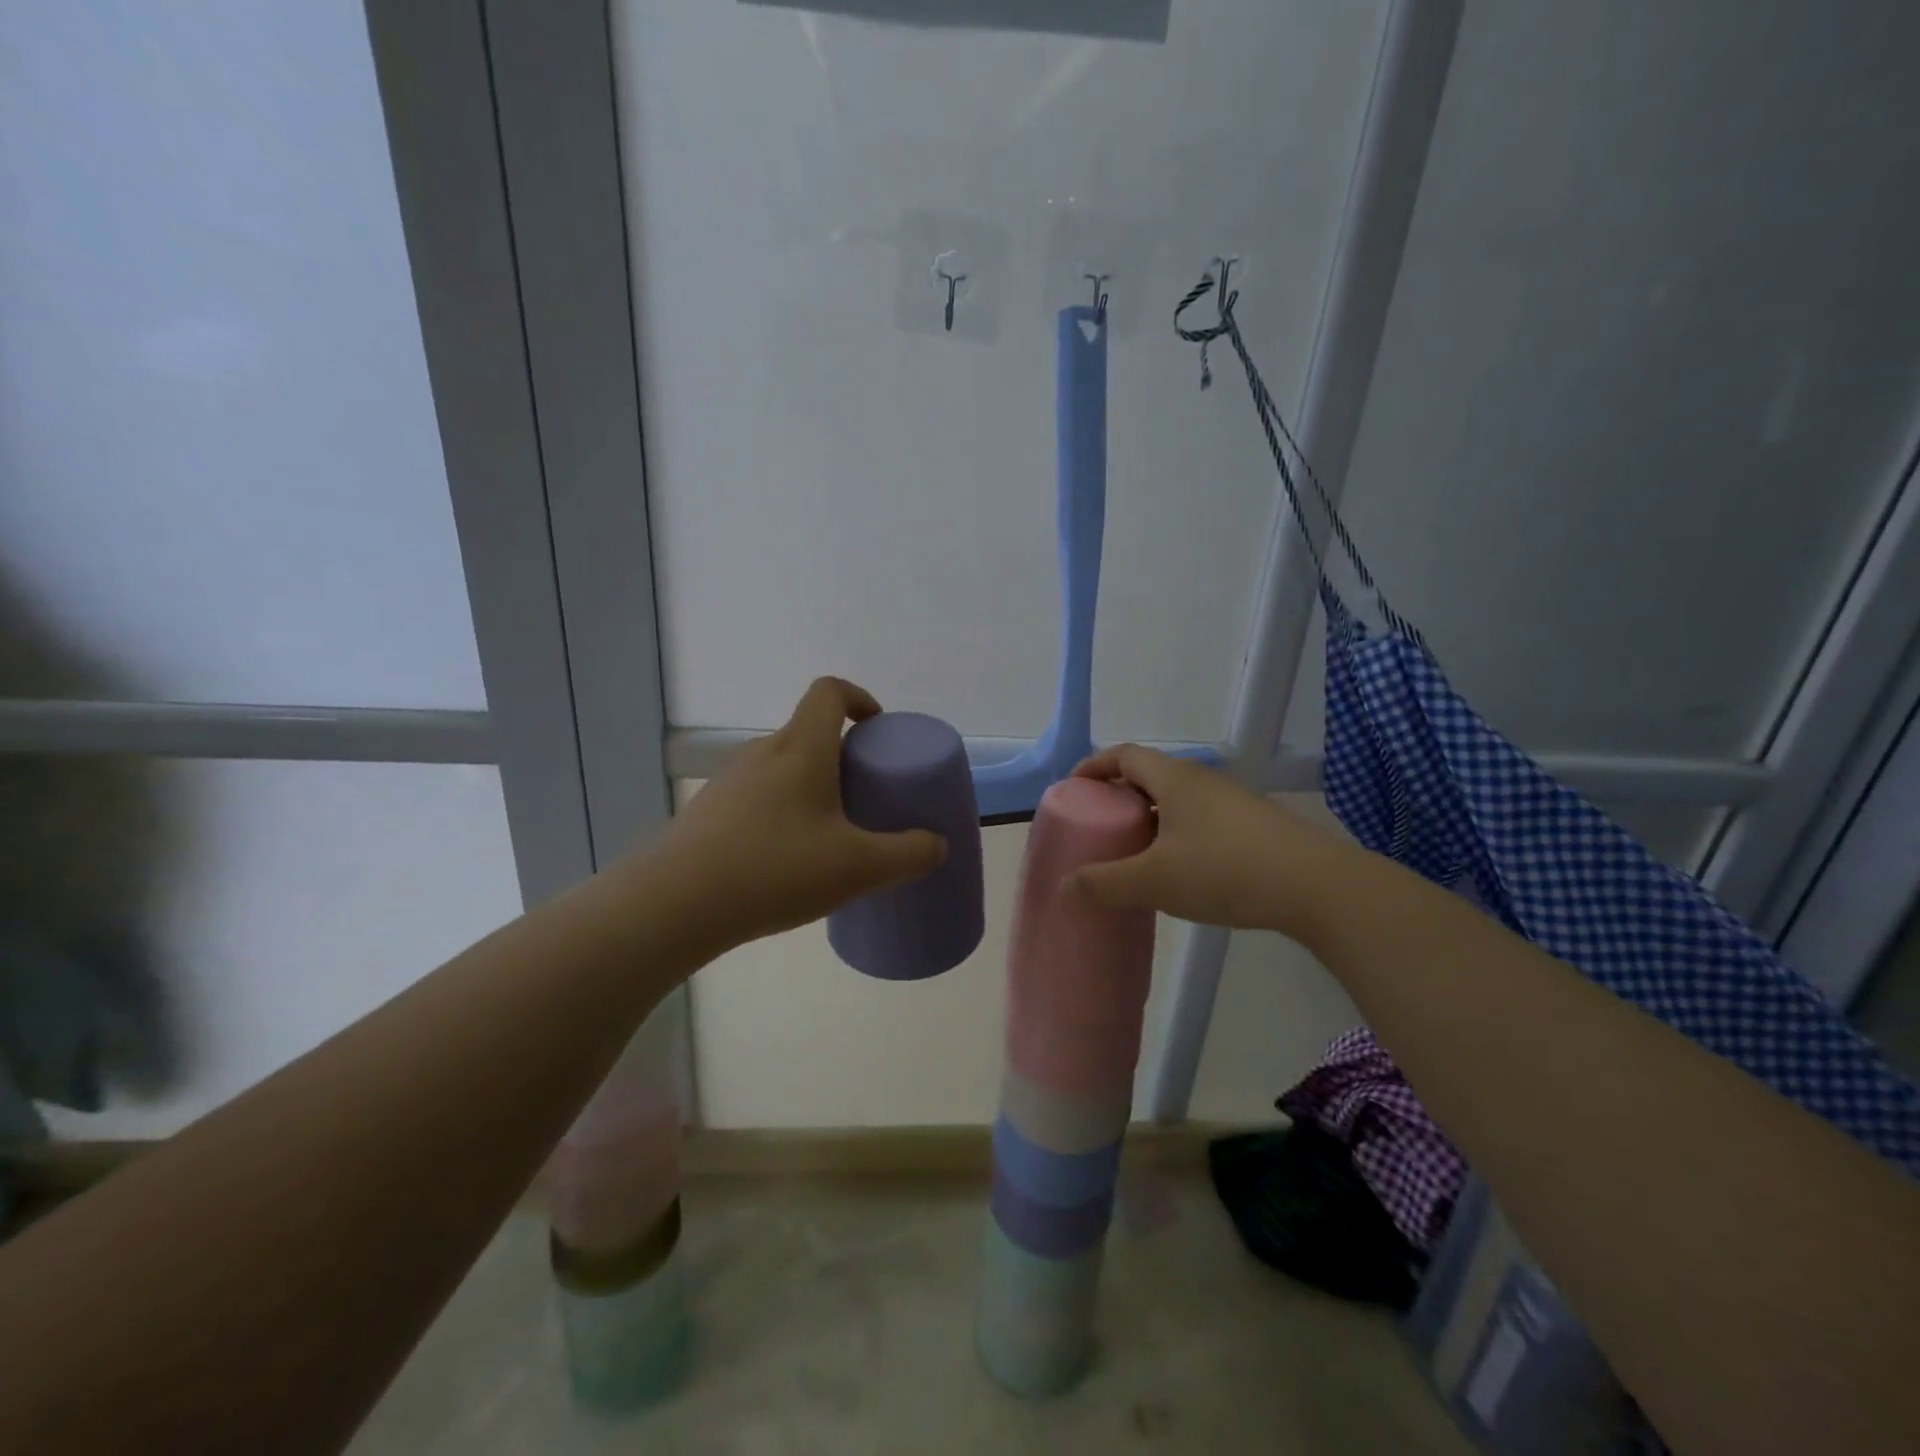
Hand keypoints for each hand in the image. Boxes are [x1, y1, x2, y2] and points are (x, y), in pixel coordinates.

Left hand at [651, 678, 946, 952]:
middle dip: (843, 755)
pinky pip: (757, 794)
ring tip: (828, 833)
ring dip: (811, 785)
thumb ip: (908, 854)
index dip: (859, 698)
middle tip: (864, 795)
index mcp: (803, 749)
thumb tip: (936, 846)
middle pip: (809, 731)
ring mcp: (730, 780)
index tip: (877, 729)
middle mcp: (764, 752)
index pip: (830, 692)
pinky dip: (781, 810)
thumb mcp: (859, 867)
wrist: (677, 903)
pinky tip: (785, 859)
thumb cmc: (776, 869)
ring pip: (782, 766)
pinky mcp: (709, 810)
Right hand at [1065, 744, 1350, 936]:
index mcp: (1174, 779)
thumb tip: (1065, 887)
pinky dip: (1177, 836)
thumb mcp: (1154, 880)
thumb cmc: (1224, 870)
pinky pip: (1200, 821)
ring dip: (1150, 820)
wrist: (1316, 887)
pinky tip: (1179, 872)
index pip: (1124, 755)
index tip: (1074, 790)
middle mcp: (1202, 780)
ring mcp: (1232, 803)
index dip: (1094, 767)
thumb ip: (1104, 883)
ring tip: (1134, 854)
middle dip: (1119, 797)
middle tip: (1099, 828)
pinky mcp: (1253, 827)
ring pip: (1177, 801)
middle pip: (1149, 776)